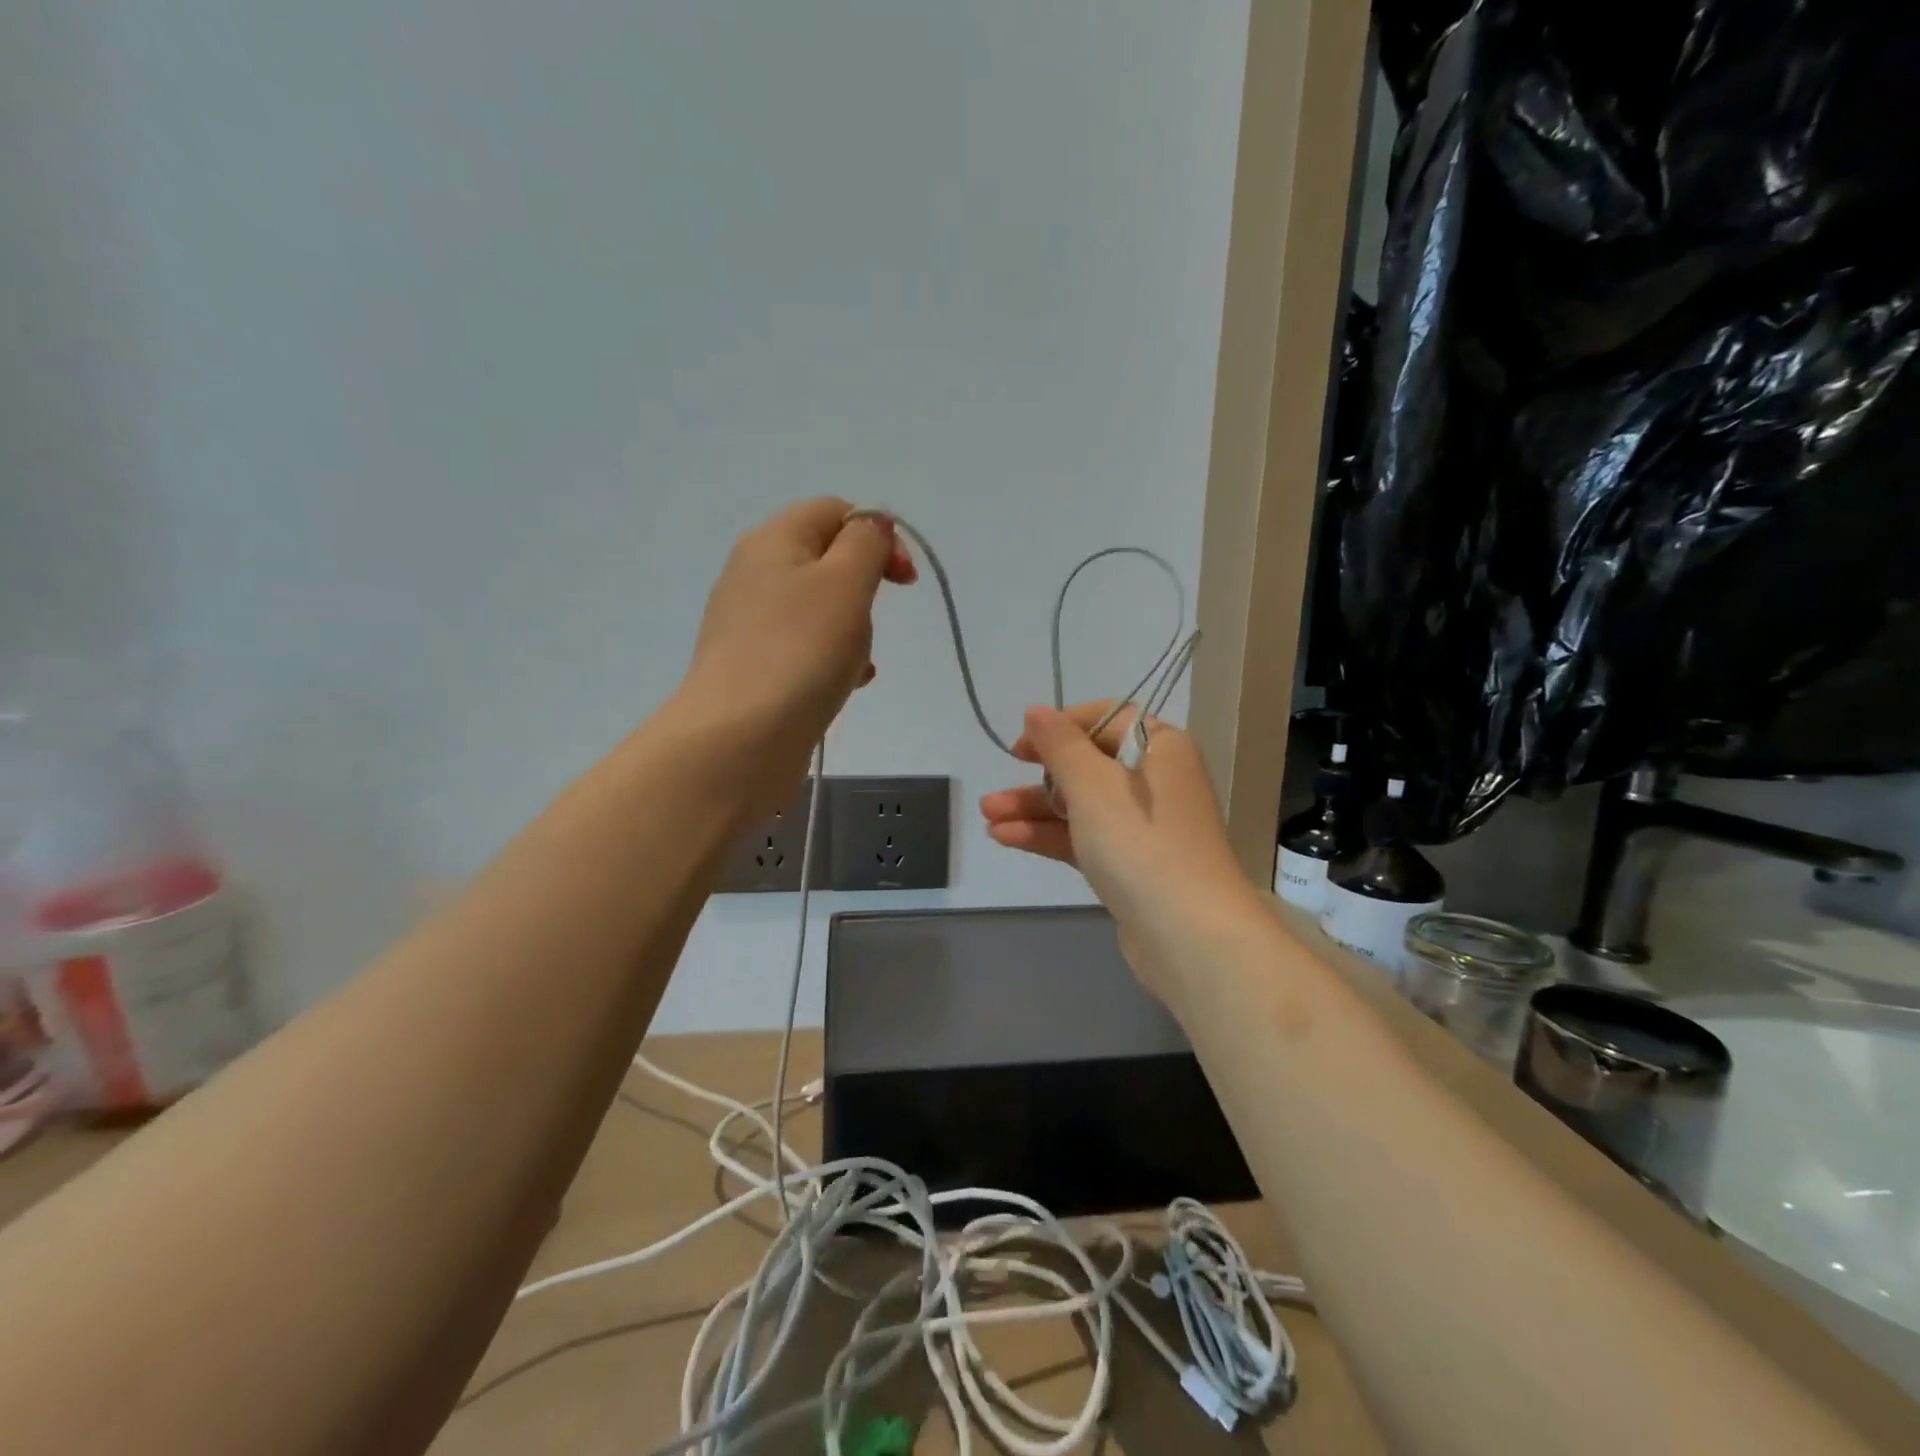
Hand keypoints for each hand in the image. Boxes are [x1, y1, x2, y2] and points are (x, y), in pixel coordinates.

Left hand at [678, 498, 914, 803]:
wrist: (739, 738)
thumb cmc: (801, 651)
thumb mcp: (845, 583)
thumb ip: (866, 543)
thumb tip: (872, 525)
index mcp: (774, 540)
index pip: (835, 511)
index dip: (878, 535)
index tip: (904, 582)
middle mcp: (753, 573)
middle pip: (826, 561)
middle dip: (863, 589)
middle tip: (870, 624)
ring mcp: (748, 622)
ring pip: (817, 609)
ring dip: (850, 629)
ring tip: (858, 662)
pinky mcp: (751, 666)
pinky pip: (802, 647)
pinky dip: (830, 658)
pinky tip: (845, 685)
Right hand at [979, 702, 1260, 998]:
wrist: (1189, 935)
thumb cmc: (1140, 842)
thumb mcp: (1092, 784)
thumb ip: (1060, 745)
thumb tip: (1036, 711)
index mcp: (1161, 748)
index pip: (1105, 720)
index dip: (1059, 728)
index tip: (1020, 748)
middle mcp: (1157, 782)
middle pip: (1089, 767)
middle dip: (1038, 779)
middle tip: (996, 791)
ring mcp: (1145, 827)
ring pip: (1082, 807)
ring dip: (1035, 810)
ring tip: (988, 817)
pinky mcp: (1132, 866)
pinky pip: (1086, 838)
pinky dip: (1050, 836)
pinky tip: (1006, 838)